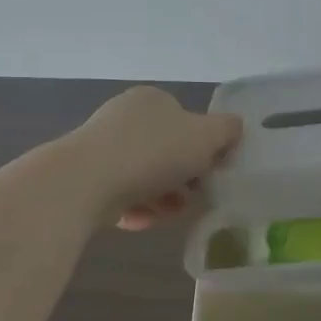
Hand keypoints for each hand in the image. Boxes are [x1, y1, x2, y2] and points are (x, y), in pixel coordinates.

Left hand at [70, 87, 243, 229]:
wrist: (85, 181)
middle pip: (166, 151)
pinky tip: (142, 221)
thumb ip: (228, 130)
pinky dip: (136, 208)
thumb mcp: (206, 136)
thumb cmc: (153, 151)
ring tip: (170, 214)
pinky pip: (121, 195)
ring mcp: (101, 148)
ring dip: (162, 197)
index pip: (186, 120)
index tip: (212, 171)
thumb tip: (234, 129)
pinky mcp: (85, 179)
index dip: (203, 147)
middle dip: (183, 178)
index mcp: (152, 99)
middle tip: (193, 197)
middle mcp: (124, 118)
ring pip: (144, 177)